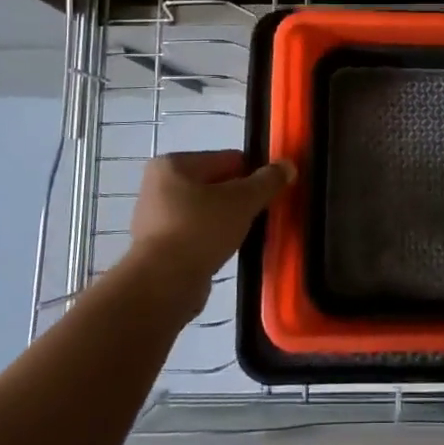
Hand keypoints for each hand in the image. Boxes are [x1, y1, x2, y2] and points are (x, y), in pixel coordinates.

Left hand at [127, 150, 294, 293]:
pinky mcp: (157, 248)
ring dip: (226, 221)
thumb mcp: (242, 201)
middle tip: (261, 214)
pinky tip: (226, 251)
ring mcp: (155, 218)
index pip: (226, 159)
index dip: (253, 173)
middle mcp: (158, 186)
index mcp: (173, 164)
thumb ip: (267, 181)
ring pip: (206, 211)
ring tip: (246, 235)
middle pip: (215, 184)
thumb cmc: (200, 230)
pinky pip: (195, 234)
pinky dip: (211, 240)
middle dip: (239, 199)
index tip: (271, 192)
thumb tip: (288, 165)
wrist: (162, 285)